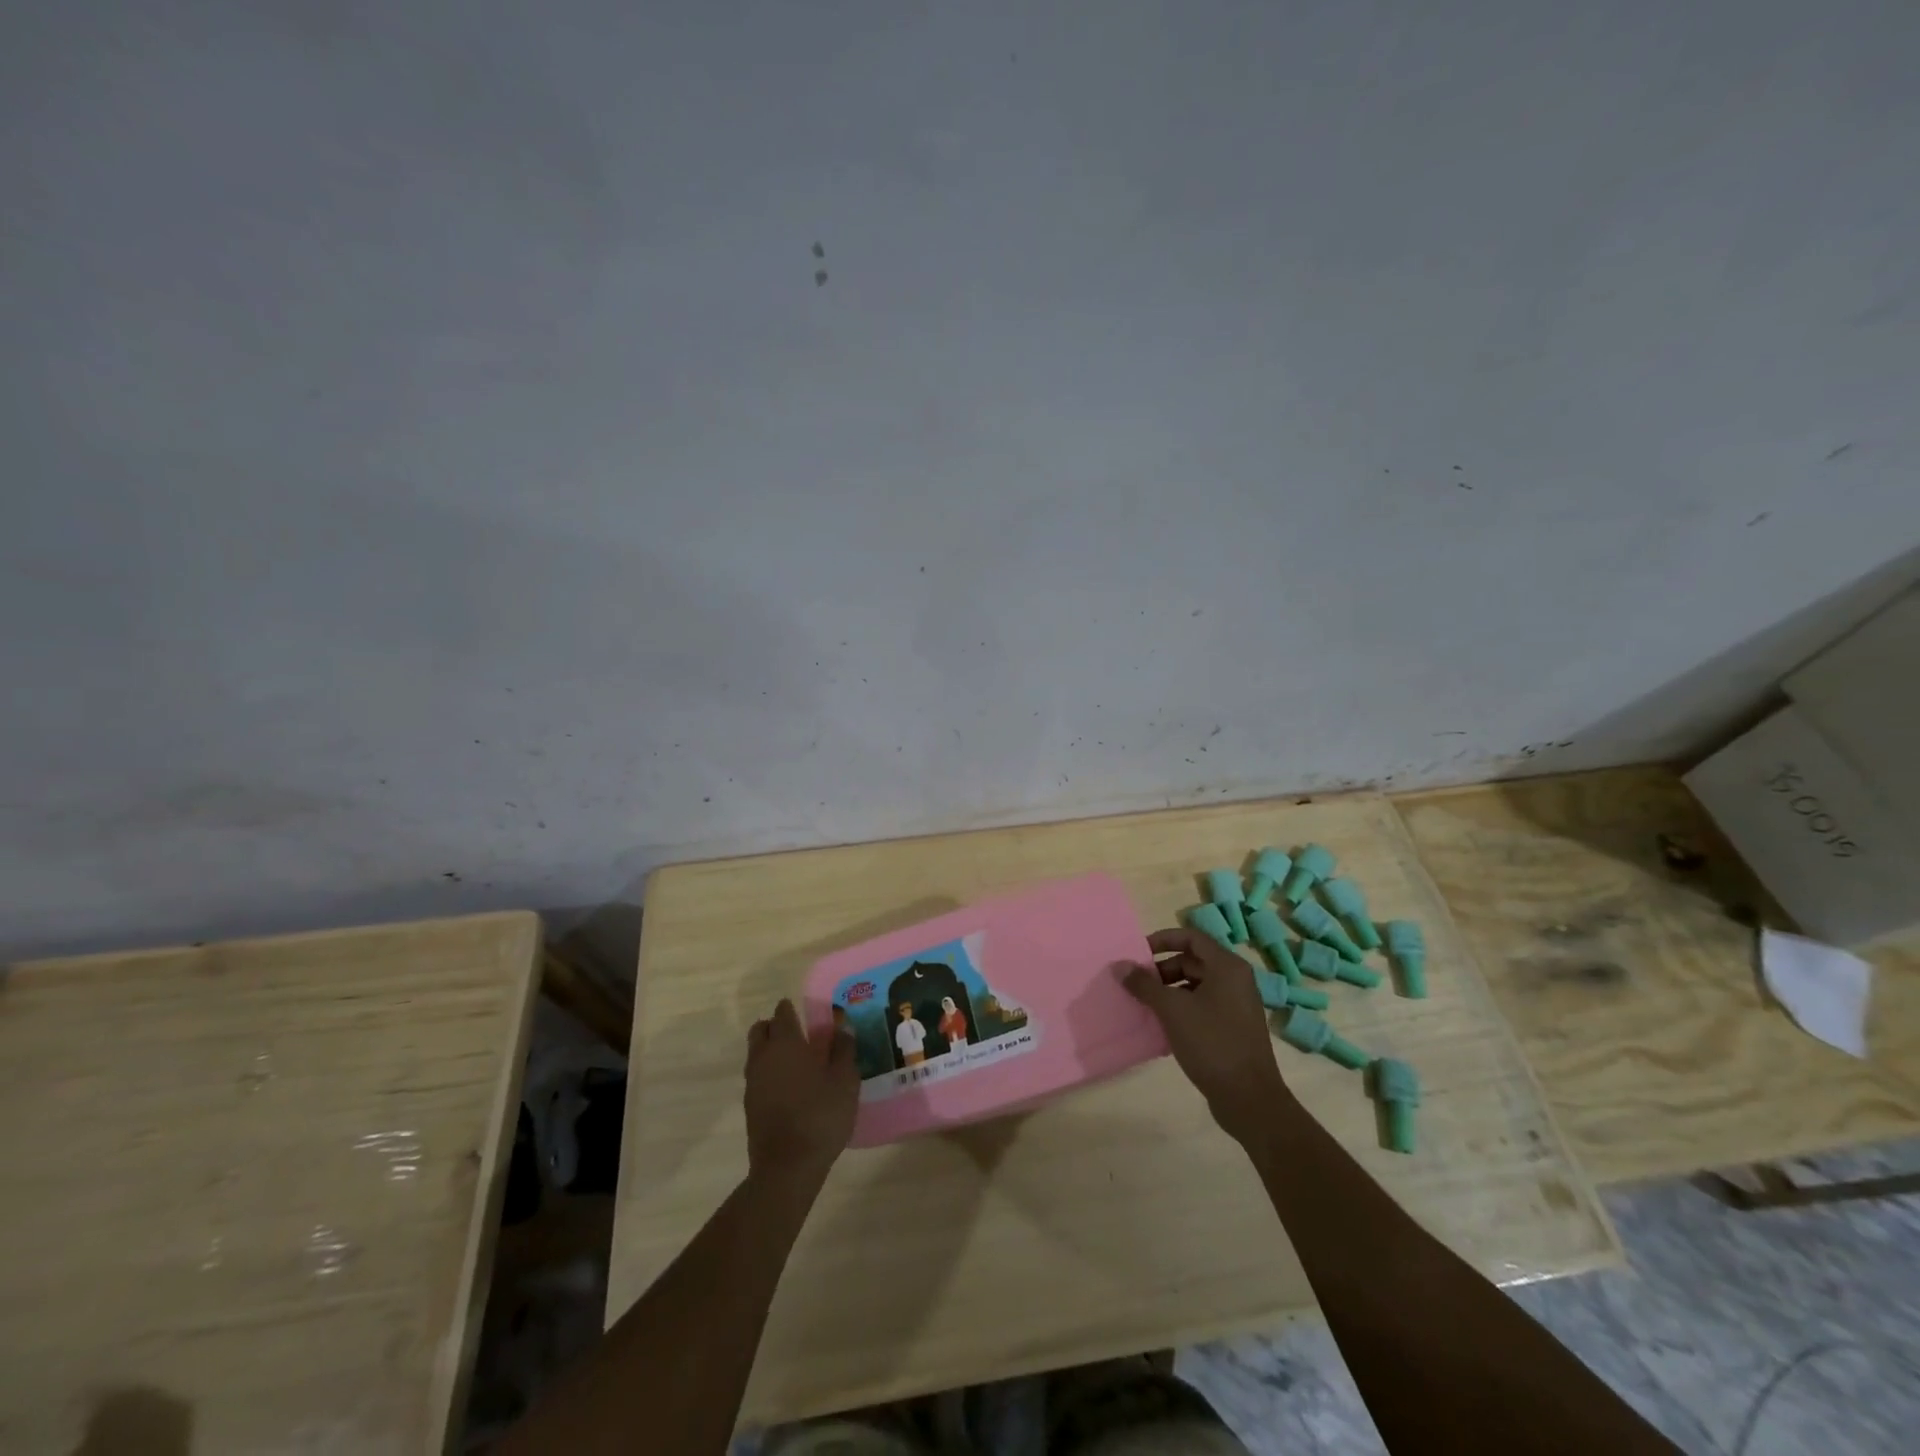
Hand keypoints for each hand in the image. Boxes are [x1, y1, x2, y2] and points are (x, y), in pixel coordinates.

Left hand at [744, 998, 859, 1185]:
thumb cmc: (820, 1115)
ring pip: (756, 1052)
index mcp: (786, 1043)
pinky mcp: (750, 1105)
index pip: (782, 1013)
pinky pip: (757, 1076)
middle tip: (797, 1033)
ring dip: (770, 1049)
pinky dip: (768, 1072)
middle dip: (775, 1026)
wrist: (787, 1165)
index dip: (792, 1009)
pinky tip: (788, 1086)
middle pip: (761, 1029)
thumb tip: (842, 1027)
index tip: (805, 1011)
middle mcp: (763, 1056)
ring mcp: (753, 1082)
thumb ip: (843, 1049)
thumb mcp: (845, 1080)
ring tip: (794, 1061)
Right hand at [1121, 928, 1289, 1143]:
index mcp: (1227, 967)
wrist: (1249, 1098)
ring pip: (1196, 984)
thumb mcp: (1172, 1010)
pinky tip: (1162, 1024)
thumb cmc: (1212, 1043)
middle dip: (1162, 968)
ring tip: (1145, 1004)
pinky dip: (1181, 1007)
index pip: (1191, 937)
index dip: (1162, 939)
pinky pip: (1202, 1005)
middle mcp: (1235, 980)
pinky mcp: (1233, 1027)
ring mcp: (1236, 1005)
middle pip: (1193, 960)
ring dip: (1169, 989)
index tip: (1138, 953)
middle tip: (1137, 983)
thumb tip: (1120, 966)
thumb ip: (1144, 984)